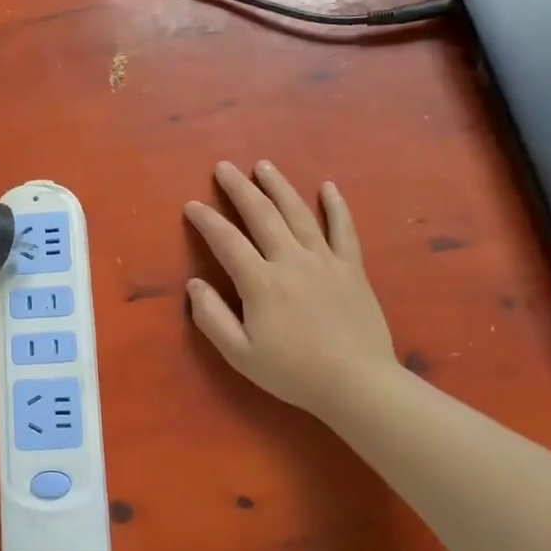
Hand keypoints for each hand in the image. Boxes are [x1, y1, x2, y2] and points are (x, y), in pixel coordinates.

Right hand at [185, 161, 400, 418]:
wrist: (359, 385)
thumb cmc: (294, 372)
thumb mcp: (240, 354)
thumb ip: (212, 318)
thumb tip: (194, 284)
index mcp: (261, 282)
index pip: (226, 241)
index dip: (206, 220)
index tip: (192, 205)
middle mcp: (291, 260)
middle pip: (261, 214)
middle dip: (239, 188)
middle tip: (224, 167)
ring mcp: (325, 260)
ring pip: (298, 213)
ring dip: (279, 186)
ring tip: (263, 165)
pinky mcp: (352, 268)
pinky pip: (343, 229)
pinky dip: (336, 206)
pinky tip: (328, 187)